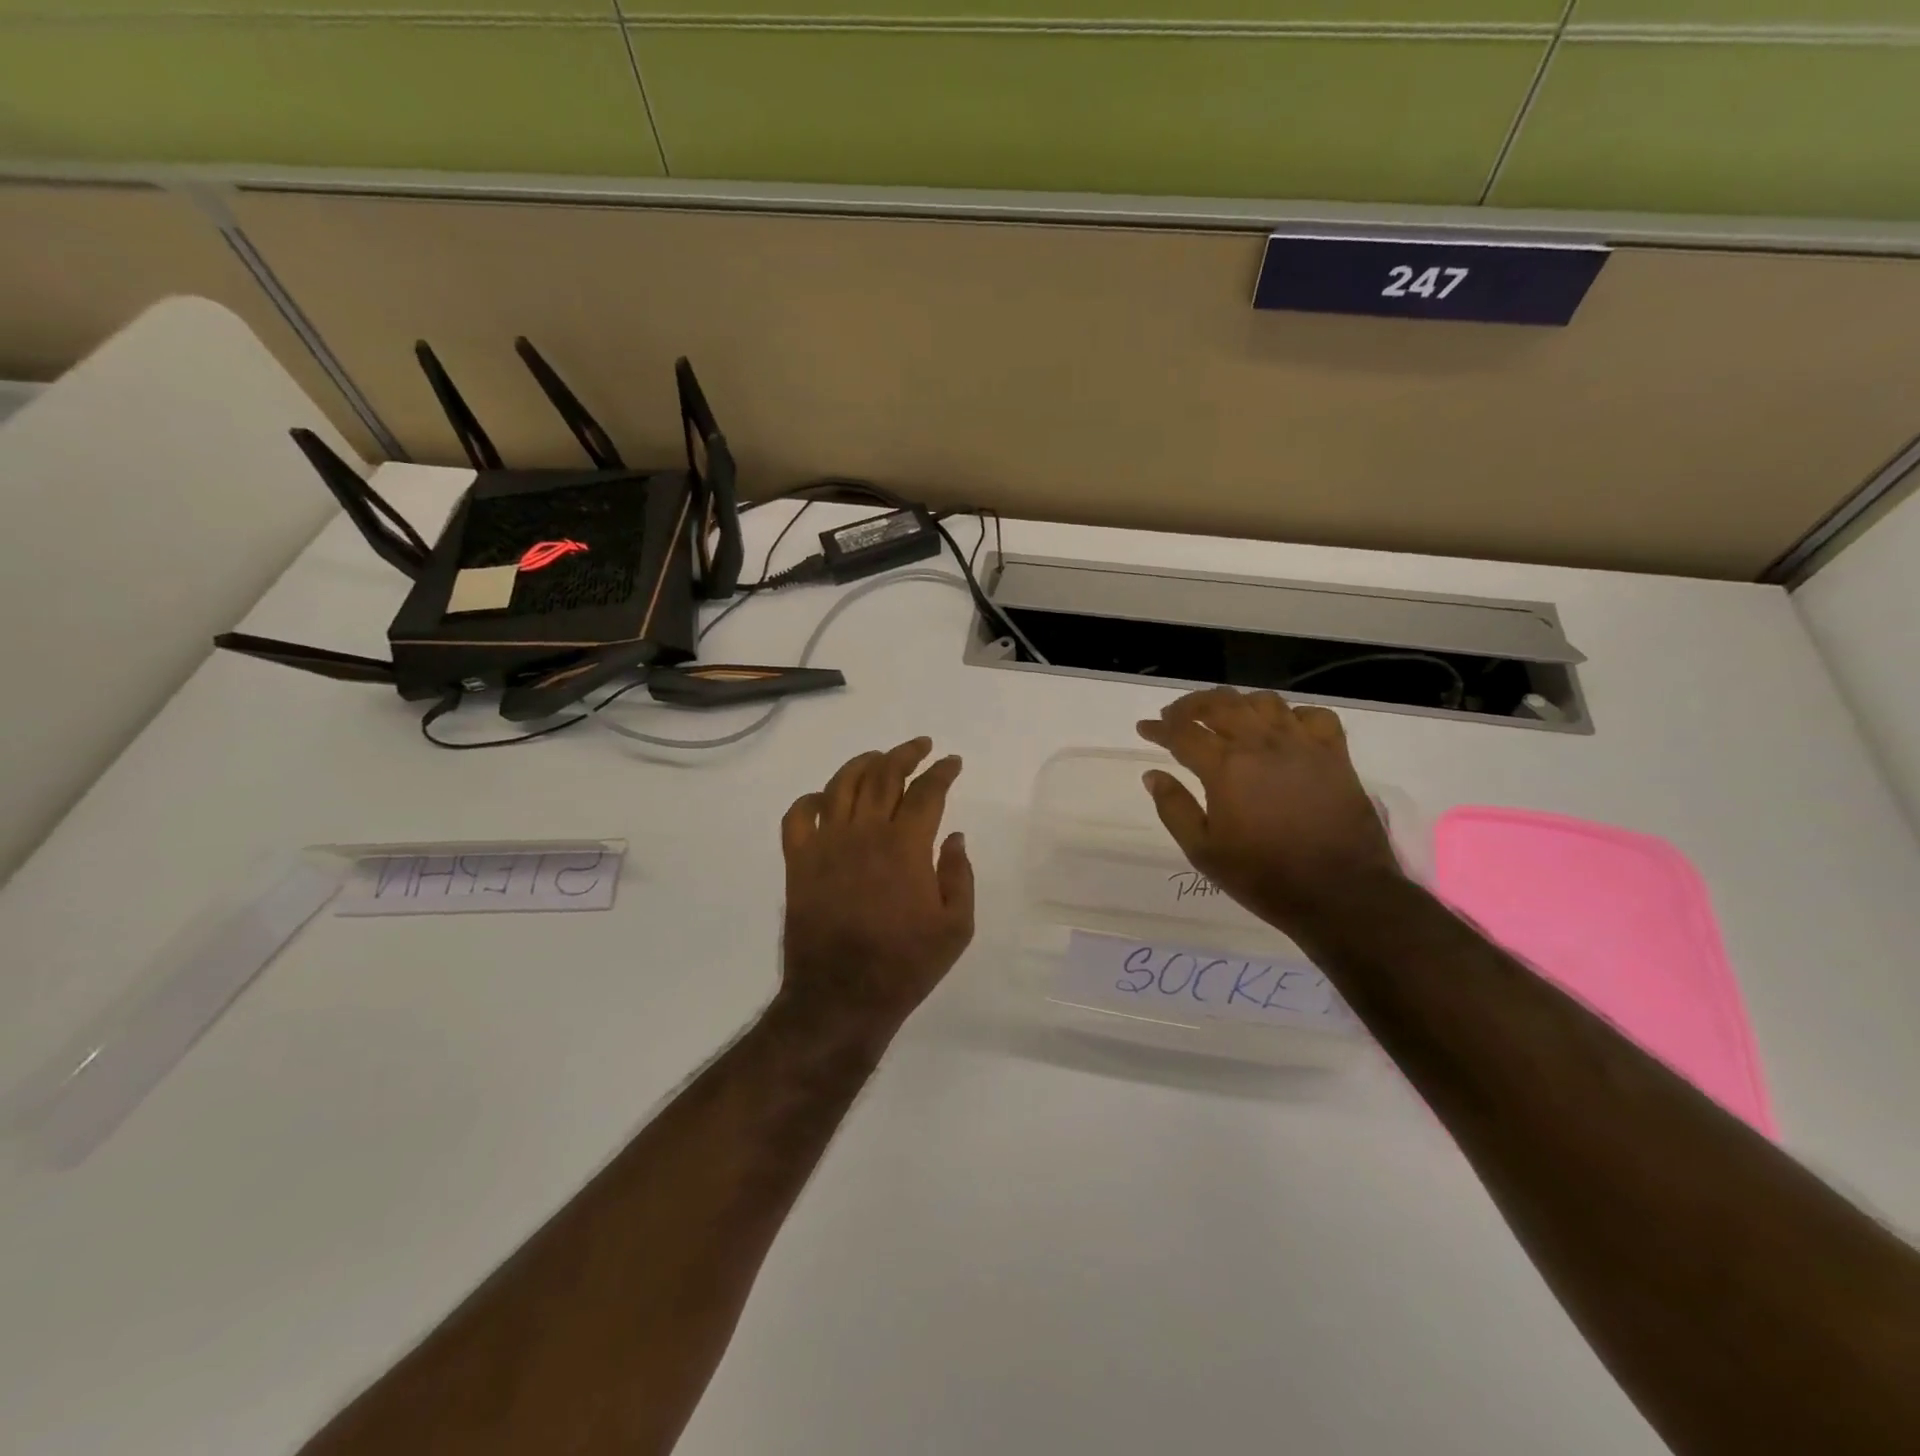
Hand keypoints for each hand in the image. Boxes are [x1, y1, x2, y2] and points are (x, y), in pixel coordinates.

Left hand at [777, 737, 974, 1045]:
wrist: (841, 998)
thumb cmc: (906, 965)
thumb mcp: (956, 927)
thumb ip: (960, 875)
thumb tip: (955, 837)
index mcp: (906, 846)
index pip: (926, 791)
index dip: (942, 771)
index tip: (952, 762)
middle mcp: (864, 833)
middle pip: (884, 775)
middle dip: (905, 753)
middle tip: (921, 746)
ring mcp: (826, 845)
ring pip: (841, 784)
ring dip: (863, 763)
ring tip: (878, 759)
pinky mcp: (798, 862)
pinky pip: (798, 816)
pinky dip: (810, 799)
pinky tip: (825, 799)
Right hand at [1136, 687, 1404, 941]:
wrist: (1340, 894)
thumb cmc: (1263, 876)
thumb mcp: (1203, 851)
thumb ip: (1174, 808)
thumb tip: (1153, 775)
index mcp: (1225, 767)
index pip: (1182, 734)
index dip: (1158, 729)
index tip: (1144, 728)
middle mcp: (1262, 744)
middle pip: (1220, 705)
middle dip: (1191, 706)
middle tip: (1174, 716)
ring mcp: (1303, 745)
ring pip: (1264, 702)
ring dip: (1236, 703)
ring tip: (1223, 716)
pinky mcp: (1335, 755)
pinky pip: (1314, 716)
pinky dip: (1292, 714)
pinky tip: (1282, 728)